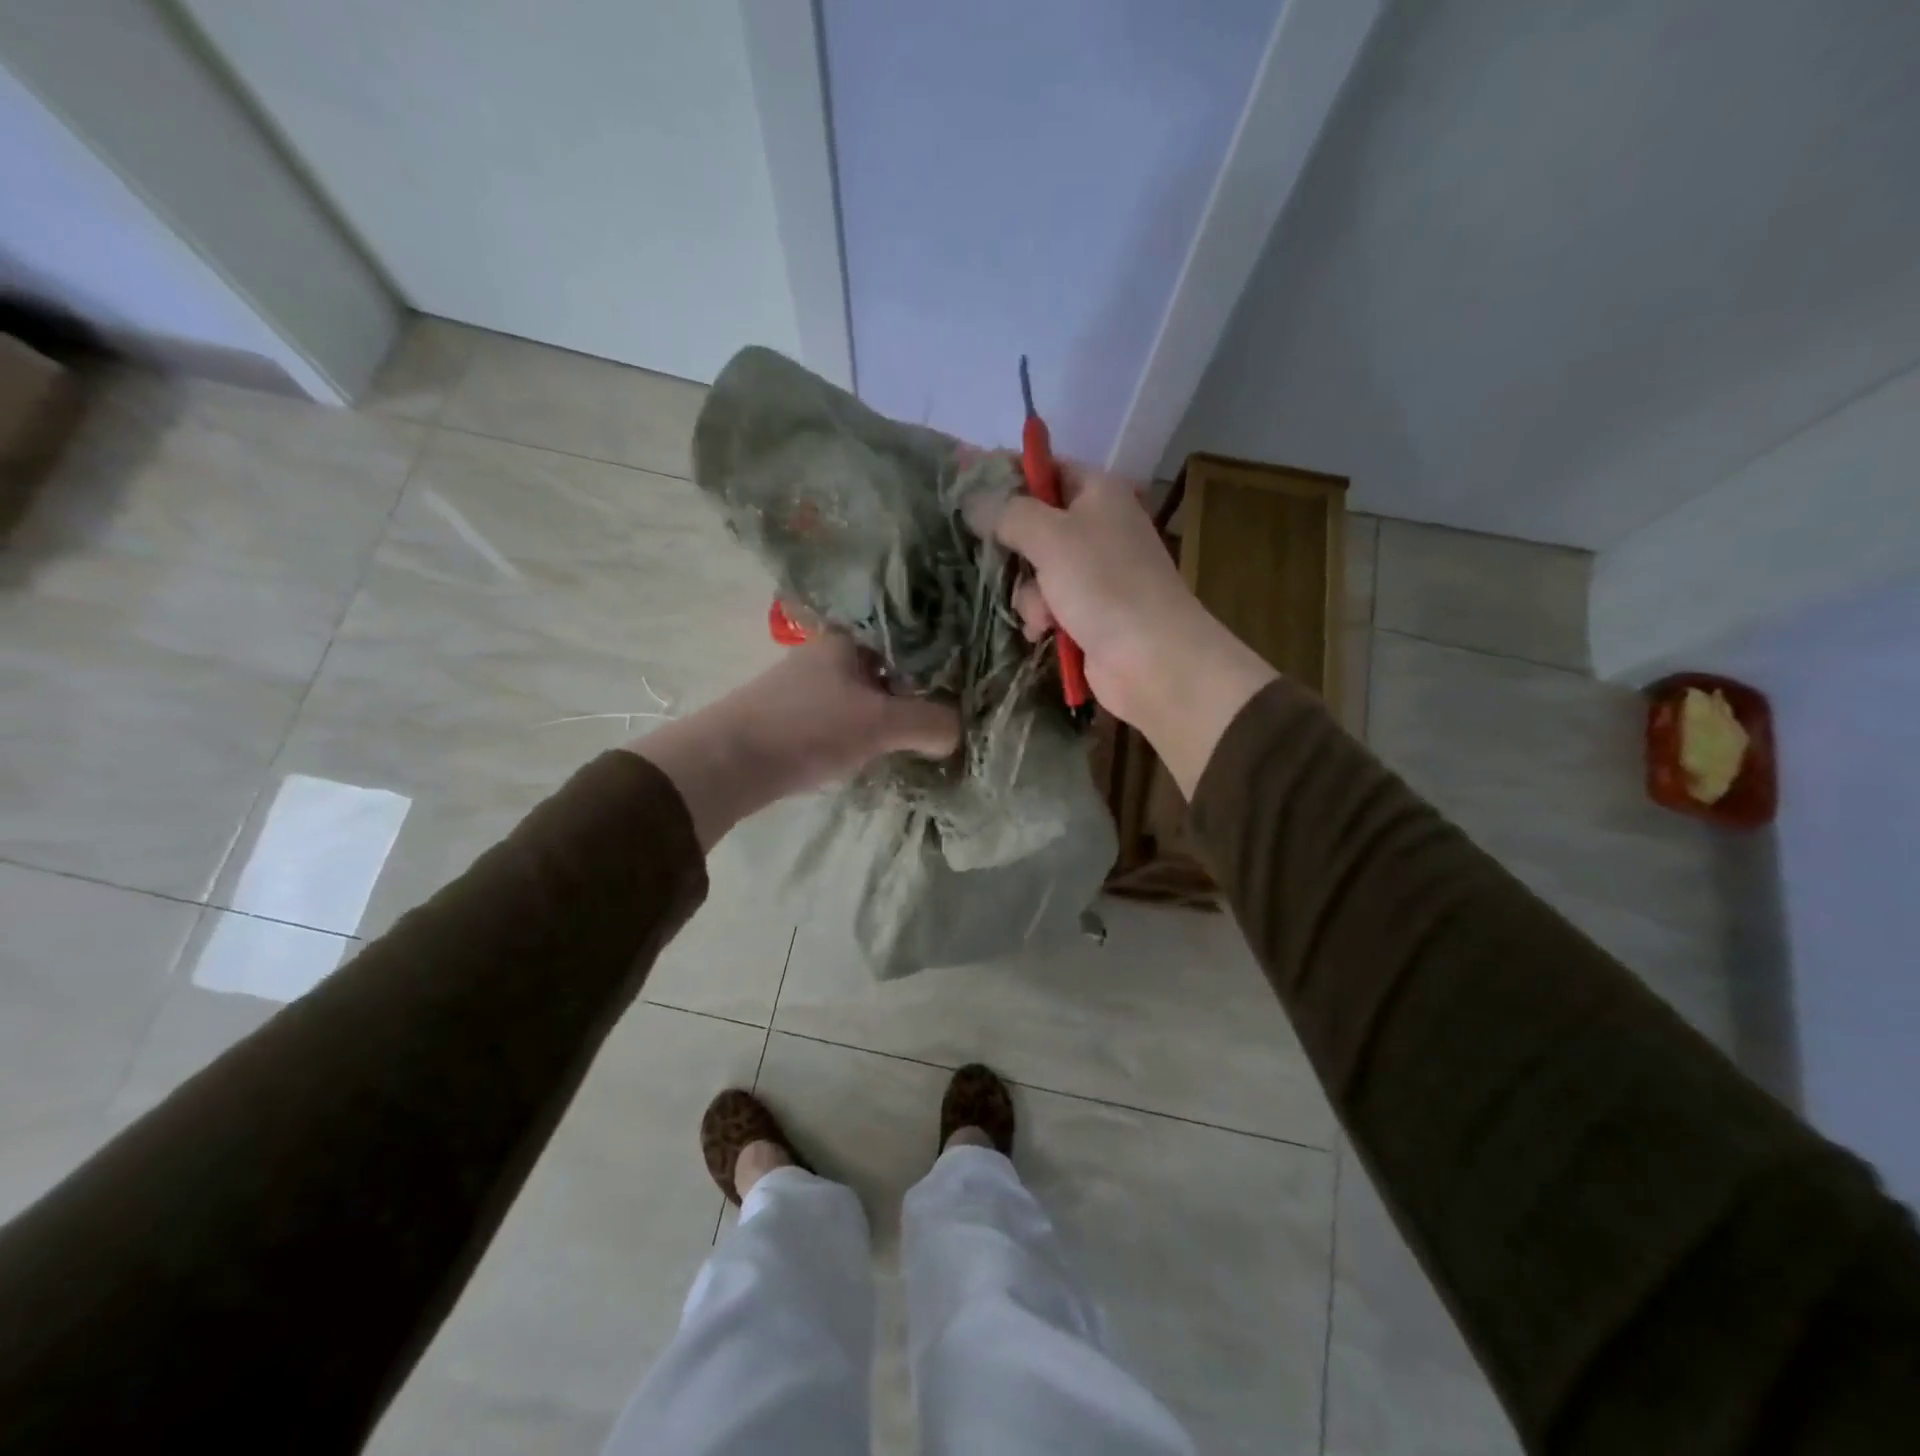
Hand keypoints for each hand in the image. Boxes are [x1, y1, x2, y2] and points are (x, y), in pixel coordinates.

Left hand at [629, 635, 959, 848]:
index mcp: (852, 636)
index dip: (946, 648)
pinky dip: (879, 723)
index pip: (912, 629)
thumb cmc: (807, 727)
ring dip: (902, 705)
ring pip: (876, 688)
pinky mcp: (805, 713)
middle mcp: (834, 651)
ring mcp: (816, 682)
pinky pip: (857, 711)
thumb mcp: (879, 722)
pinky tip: (895, 741)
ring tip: (936, 725)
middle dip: (927, 682)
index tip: (976, 669)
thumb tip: (958, 734)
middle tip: (963, 703)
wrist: (730, 762)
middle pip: (895, 661)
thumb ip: (929, 723)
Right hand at [975, 462, 1276, 794]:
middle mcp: (1097, 526)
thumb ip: (1007, 512)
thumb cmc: (1105, 585)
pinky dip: (1042, 616)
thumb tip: (972, 499)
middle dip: (1015, 549)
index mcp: (1098, 492)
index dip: (1006, 474)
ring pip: (1034, 569)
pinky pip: (1046, 603)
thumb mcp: (1050, 537)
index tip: (965, 487)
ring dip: (1028, 593)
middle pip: (1034, 523)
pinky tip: (1045, 631)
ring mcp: (1093, 572)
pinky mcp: (1087, 611)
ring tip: (1043, 612)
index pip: (1045, 468)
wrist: (1152, 658)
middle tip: (997, 558)